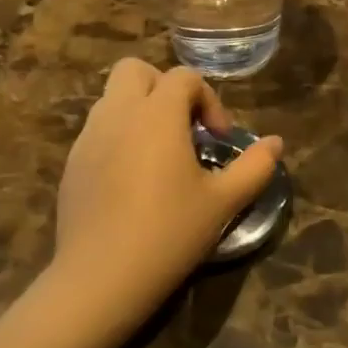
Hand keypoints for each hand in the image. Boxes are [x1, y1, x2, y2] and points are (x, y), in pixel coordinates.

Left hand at [49, 59, 283, 347]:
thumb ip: (254, 167)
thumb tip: (276, 143)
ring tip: (159, 153)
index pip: (184, 77)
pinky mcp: (71, 163)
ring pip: (112, 98)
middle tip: (183, 127)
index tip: (218, 139)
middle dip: (163, 88)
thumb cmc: (169, 233)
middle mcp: (119, 114)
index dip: (209, 99)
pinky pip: (97, 130)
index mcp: (157, 115)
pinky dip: (118, 136)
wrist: (100, 278)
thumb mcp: (223, 202)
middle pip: (135, 69)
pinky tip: (131, 179)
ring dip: (139, 110)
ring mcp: (88, 137)